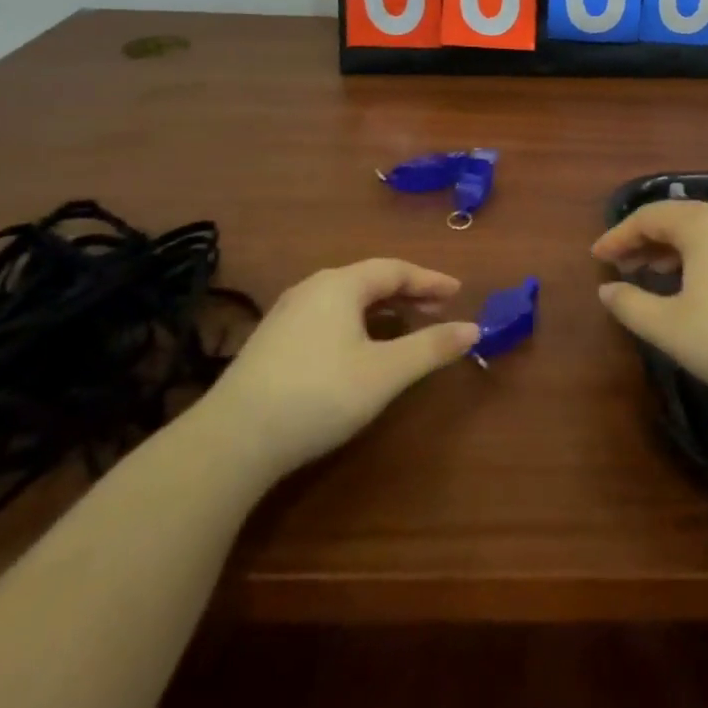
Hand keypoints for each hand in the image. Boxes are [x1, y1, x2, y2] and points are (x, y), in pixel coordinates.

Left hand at [200, 259, 479, 480]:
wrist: (233, 438)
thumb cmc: (319, 395)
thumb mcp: (384, 373)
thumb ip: (430, 347)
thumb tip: (473, 328)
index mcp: (341, 284)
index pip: (395, 270)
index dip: (430, 280)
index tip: (458, 292)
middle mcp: (313, 287)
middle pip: (370, 280)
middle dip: (407, 293)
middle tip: (438, 309)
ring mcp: (287, 312)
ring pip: (346, 298)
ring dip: (381, 308)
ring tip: (405, 326)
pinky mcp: (273, 339)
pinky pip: (328, 315)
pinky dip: (357, 322)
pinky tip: (360, 348)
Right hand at [591, 201, 707, 407]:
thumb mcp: (669, 327)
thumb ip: (630, 305)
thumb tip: (607, 289)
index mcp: (701, 225)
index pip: (648, 217)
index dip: (618, 235)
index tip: (597, 256)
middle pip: (678, 218)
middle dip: (645, 240)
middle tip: (622, 265)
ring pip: (705, 232)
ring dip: (674, 249)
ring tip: (655, 275)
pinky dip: (702, 258)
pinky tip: (699, 288)